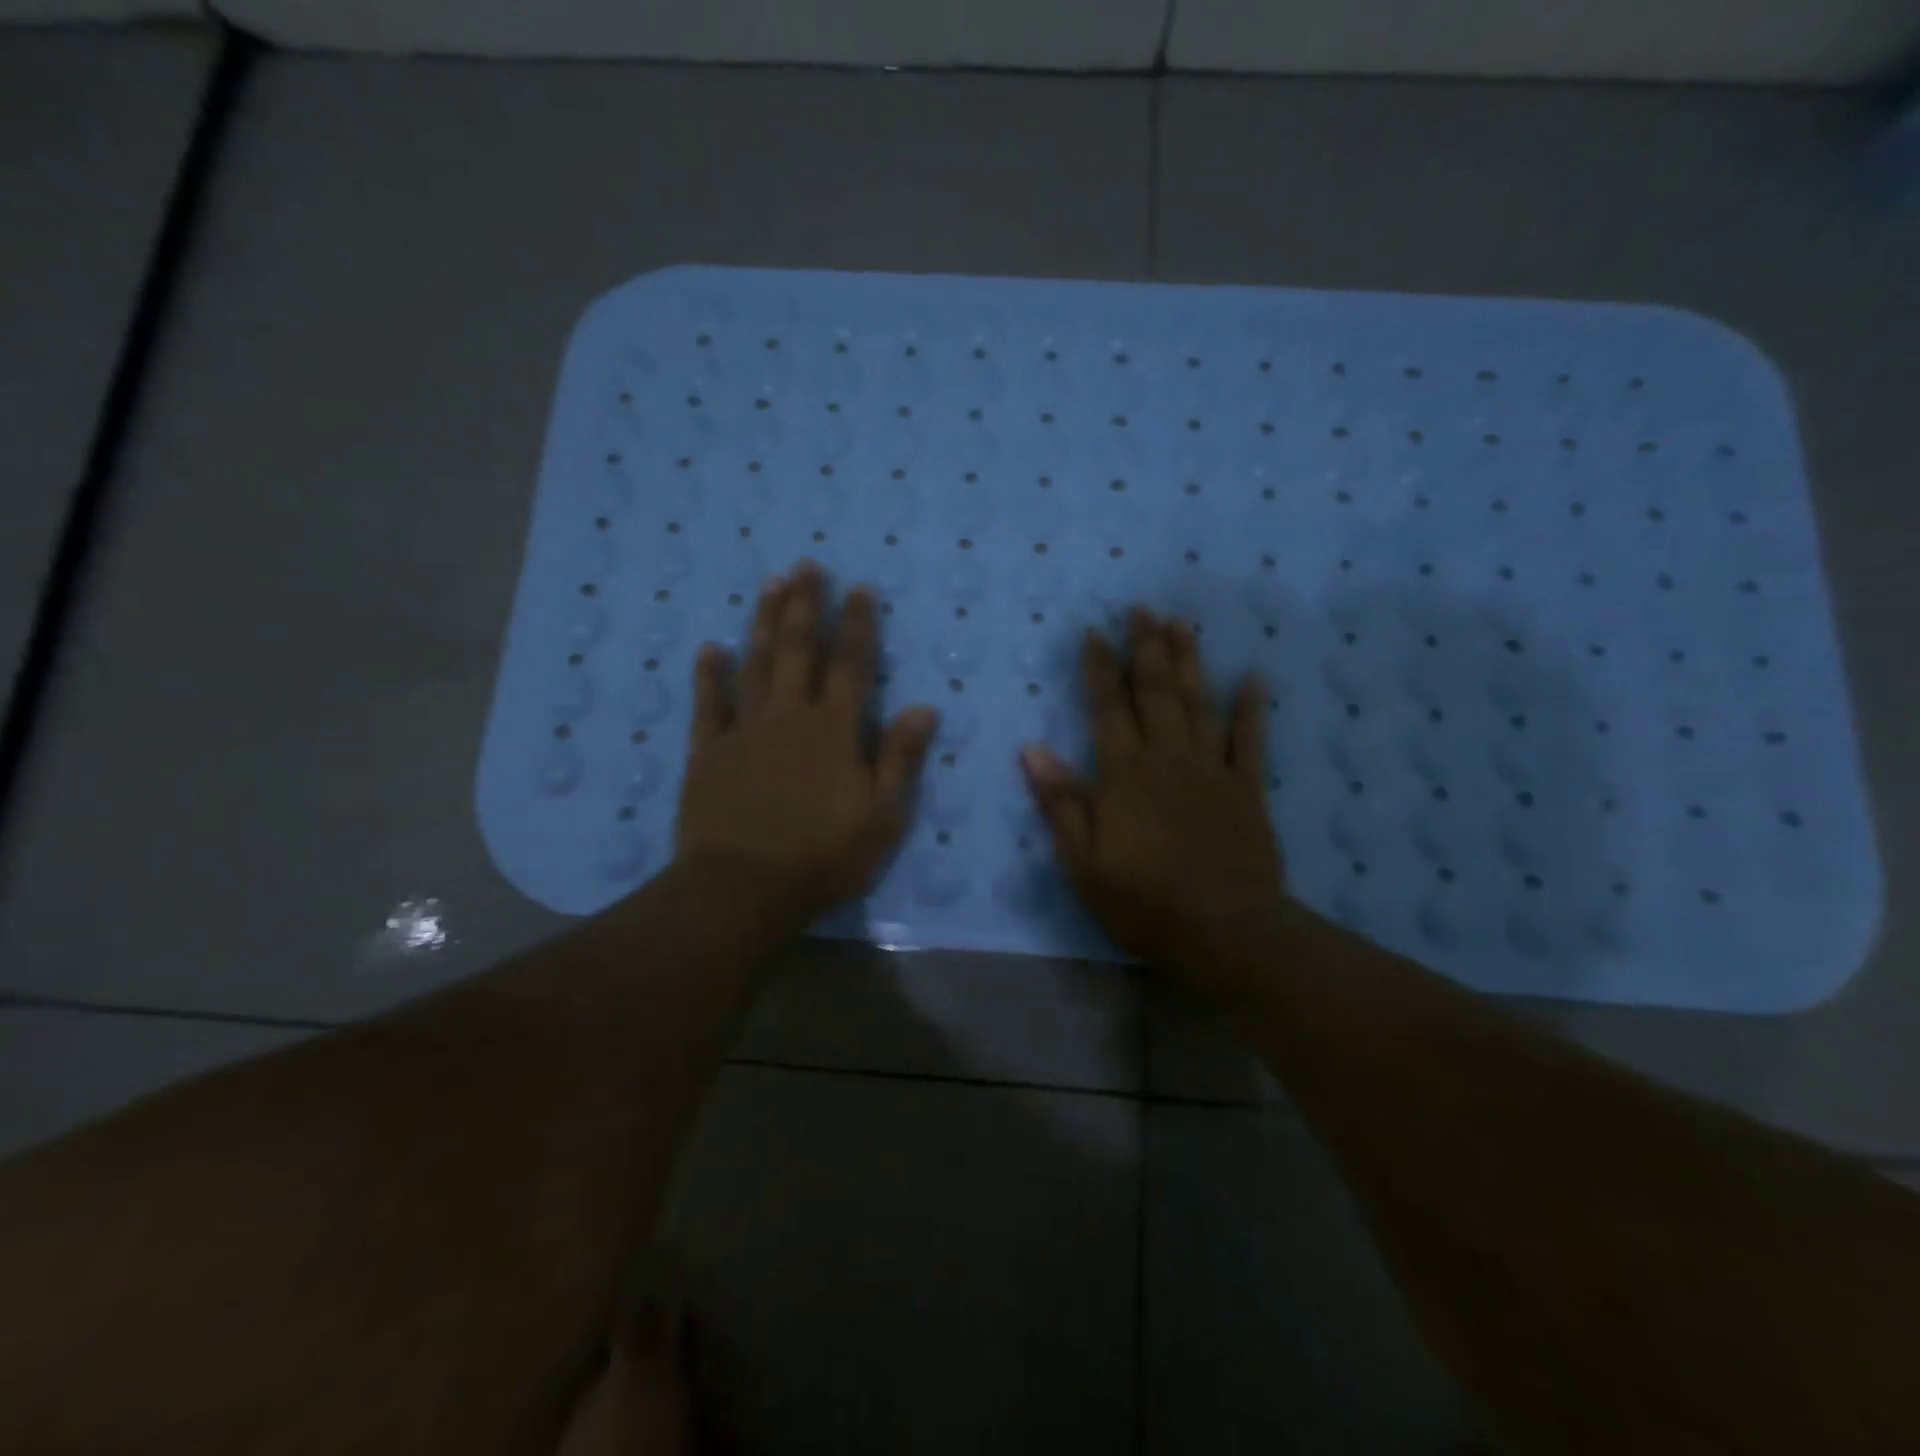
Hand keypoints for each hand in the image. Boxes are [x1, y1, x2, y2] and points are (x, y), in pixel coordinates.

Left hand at [674, 562, 937, 940]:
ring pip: (756, 664)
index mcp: (834, 731)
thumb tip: (924, 707)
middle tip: (806, 566)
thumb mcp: (881, 817)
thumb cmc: (822, 857)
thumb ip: (900, 758)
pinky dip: (709, 674)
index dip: (857, 625)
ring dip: (765, 623)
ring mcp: (744, 730)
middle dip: (806, 606)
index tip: (858, 587)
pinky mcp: (708, 752)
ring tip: (771, 585)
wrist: (742, 889)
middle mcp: (790, 716)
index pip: (852, 665)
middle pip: (800, 650)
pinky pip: (709, 704)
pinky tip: (711, 648)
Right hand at [1021, 608, 1284, 983]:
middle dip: (1146, 648)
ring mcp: (1211, 771)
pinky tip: (1254, 677)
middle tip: (1142, 608)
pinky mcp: (1247, 789)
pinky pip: (1250, 741)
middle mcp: (1167, 759)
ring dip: (1190, 662)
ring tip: (1182, 623)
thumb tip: (1032, 750)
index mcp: (1124, 775)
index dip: (1100, 669)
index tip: (1095, 632)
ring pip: (1198, 704)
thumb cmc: (1143, 902)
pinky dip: (1252, 708)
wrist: (1224, 931)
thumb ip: (1061, 803)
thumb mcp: (1083, 863)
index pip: (1107, 709)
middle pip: (1156, 693)